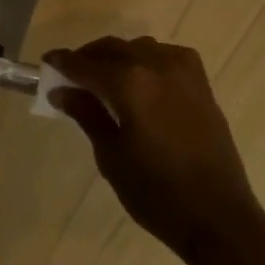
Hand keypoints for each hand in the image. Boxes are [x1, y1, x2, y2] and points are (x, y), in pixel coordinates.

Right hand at [43, 36, 264, 260]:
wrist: (218, 217)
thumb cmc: (156, 193)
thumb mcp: (111, 156)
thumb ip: (87, 114)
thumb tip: (62, 91)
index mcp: (130, 84)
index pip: (86, 64)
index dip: (63, 62)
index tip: (46, 63)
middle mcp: (157, 66)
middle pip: (112, 48)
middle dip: (88, 58)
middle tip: (70, 76)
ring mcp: (183, 71)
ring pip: (139, 47)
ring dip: (117, 57)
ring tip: (103, 80)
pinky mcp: (201, 83)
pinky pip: (166, 56)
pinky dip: (146, 60)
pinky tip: (140, 81)